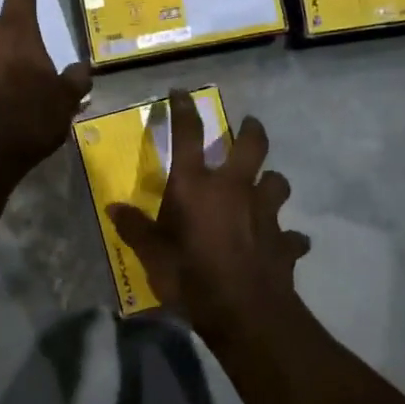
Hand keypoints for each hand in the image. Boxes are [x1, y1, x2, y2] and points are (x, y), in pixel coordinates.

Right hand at [107, 90, 309, 340]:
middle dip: (251, 130)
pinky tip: (282, 245)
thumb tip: (113, 207)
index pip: (189, 135)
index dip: (184, 110)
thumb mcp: (151, 254)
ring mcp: (264, 213)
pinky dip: (286, 238)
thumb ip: (134, 228)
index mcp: (196, 186)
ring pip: (277, 182)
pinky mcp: (285, 241)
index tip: (181, 92)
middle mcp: (234, 189)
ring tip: (265, 188)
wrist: (244, 311)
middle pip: (251, 145)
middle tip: (249, 125)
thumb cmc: (190, 276)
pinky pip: (290, 235)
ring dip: (271, 182)